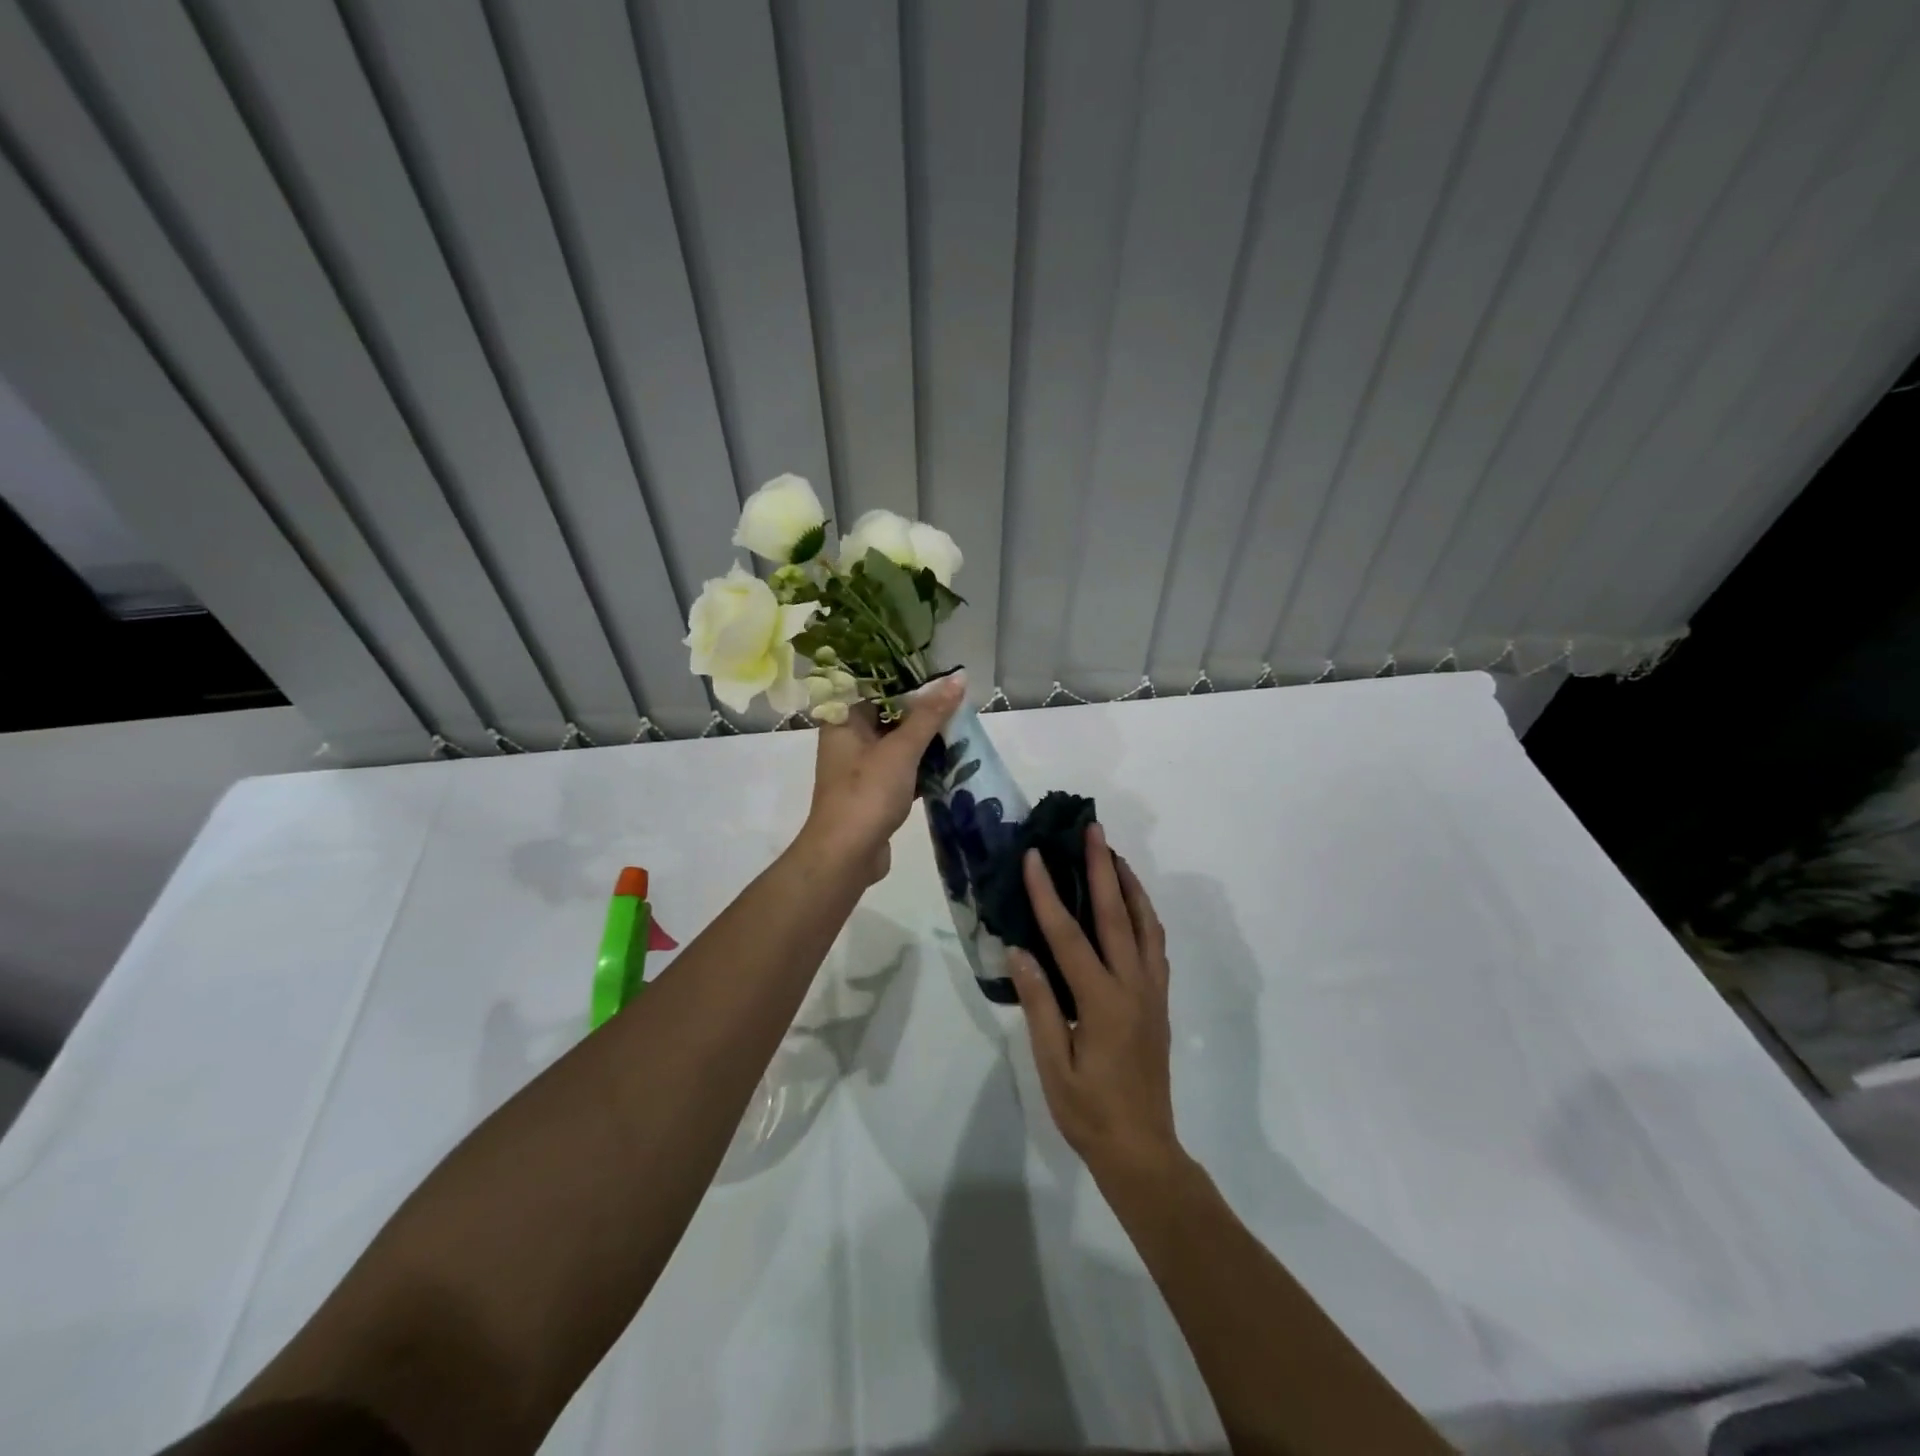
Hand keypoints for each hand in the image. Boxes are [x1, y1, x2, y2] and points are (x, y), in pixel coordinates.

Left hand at [798, 673, 964, 883]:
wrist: (846, 855)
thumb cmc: (867, 793)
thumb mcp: (902, 749)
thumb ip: (930, 714)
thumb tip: (958, 677)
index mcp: (844, 721)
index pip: (875, 686)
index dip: (907, 678)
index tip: (940, 672)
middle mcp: (849, 740)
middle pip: (889, 714)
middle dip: (923, 710)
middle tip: (959, 699)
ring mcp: (861, 769)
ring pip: (898, 744)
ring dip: (926, 739)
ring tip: (961, 726)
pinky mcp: (874, 793)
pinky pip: (902, 769)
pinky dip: (923, 766)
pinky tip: (952, 762)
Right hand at [1009, 823, 1181, 1184]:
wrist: (1142, 1149)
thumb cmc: (1089, 1111)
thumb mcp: (1052, 1063)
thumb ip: (1040, 1004)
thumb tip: (1019, 951)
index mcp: (1102, 1001)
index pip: (1068, 936)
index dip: (1048, 894)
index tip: (1034, 857)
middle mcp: (1133, 986)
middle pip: (1116, 915)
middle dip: (1101, 868)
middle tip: (1092, 829)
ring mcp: (1151, 991)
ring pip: (1145, 925)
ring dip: (1128, 885)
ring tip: (1113, 855)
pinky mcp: (1159, 1001)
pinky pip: (1155, 945)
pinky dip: (1145, 915)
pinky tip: (1132, 906)